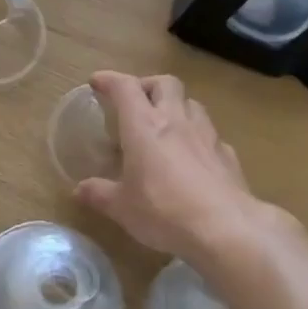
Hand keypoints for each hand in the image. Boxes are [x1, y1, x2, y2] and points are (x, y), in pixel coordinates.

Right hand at [74, 72, 282, 266]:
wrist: (225, 229)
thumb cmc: (164, 211)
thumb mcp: (122, 208)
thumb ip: (99, 194)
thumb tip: (80, 190)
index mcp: (144, 126)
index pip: (125, 87)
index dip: (109, 80)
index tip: (97, 83)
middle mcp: (176, 121)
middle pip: (165, 83)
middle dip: (147, 85)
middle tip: (136, 102)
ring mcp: (206, 136)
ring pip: (191, 103)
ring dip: (176, 107)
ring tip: (165, 126)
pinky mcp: (227, 155)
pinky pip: (210, 134)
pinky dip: (197, 137)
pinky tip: (193, 157)